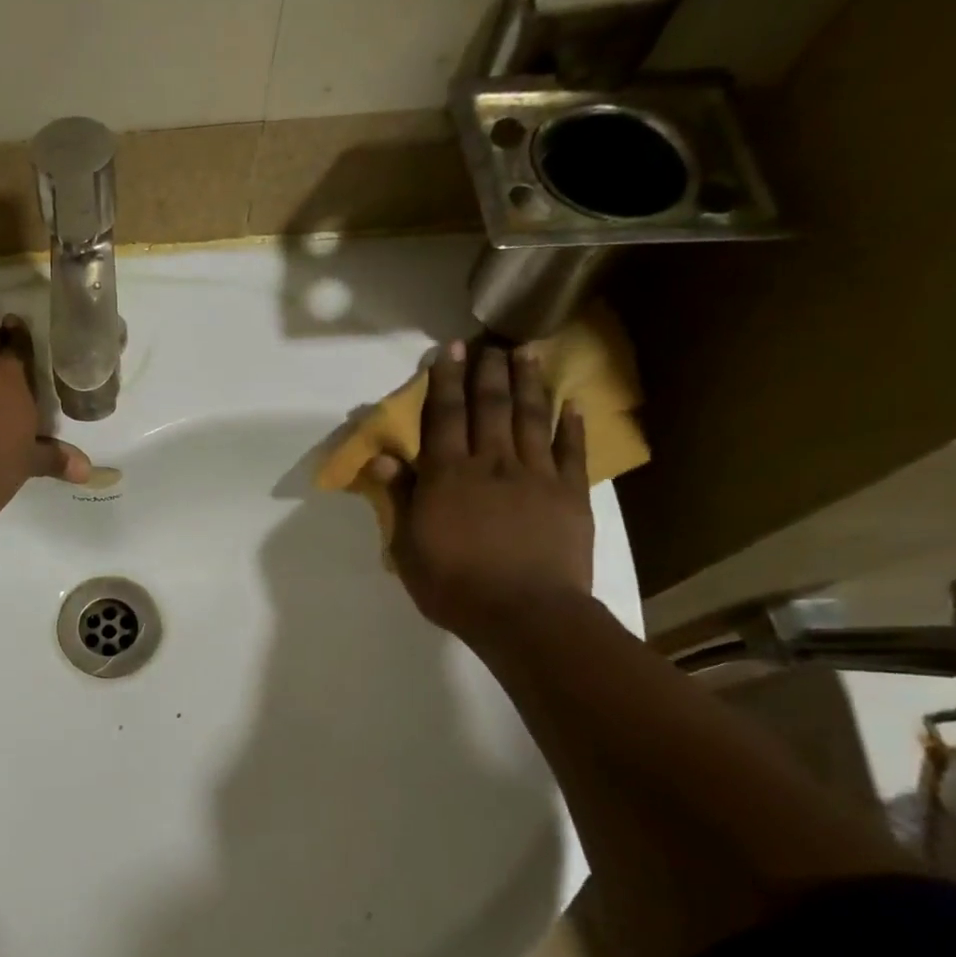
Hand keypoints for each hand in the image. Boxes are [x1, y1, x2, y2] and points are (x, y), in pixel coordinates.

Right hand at [370, 341, 592, 642]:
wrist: (525, 614)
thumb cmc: (454, 586)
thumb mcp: (408, 547)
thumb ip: (400, 498)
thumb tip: (383, 457)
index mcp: (447, 476)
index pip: (444, 417)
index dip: (445, 381)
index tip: (449, 351)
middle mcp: (491, 463)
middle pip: (489, 407)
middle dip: (486, 371)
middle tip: (488, 342)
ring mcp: (536, 475)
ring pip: (530, 417)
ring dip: (528, 383)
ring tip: (526, 353)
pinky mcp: (570, 493)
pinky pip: (572, 450)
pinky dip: (571, 424)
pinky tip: (572, 403)